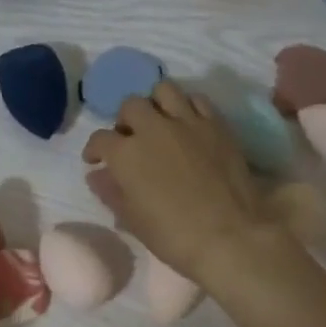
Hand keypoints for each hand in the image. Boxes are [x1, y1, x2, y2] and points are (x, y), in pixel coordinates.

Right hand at [82, 82, 272, 283]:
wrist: (231, 236)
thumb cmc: (174, 236)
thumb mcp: (133, 220)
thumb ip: (111, 193)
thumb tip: (97, 176)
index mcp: (126, 154)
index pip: (100, 139)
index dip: (94, 150)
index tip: (95, 161)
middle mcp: (153, 128)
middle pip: (130, 105)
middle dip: (124, 120)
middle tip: (130, 139)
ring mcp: (187, 122)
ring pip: (163, 90)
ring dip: (155, 103)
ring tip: (159, 122)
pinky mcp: (216, 124)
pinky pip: (197, 100)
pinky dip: (187, 106)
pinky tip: (188, 124)